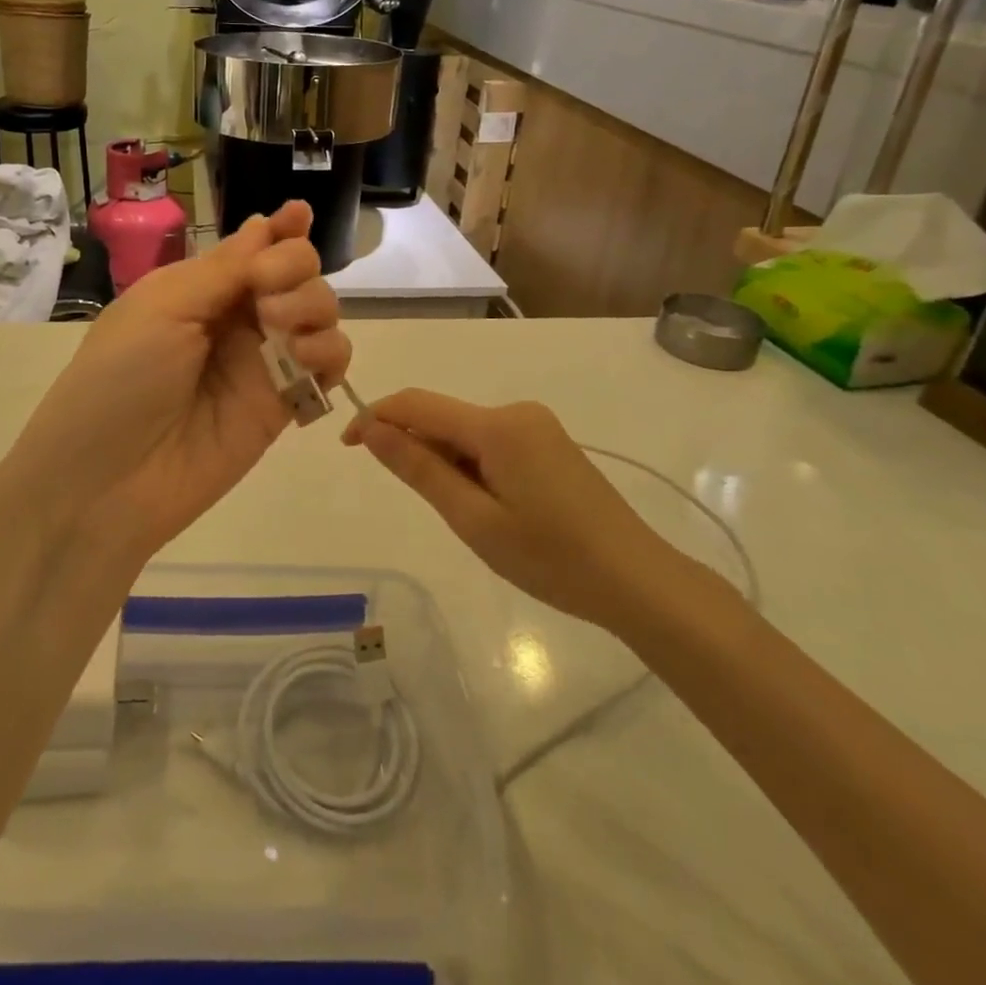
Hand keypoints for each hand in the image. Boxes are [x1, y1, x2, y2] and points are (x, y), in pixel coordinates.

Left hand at [0, 201, 348, 562]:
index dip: (281, 229)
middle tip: (267, 292)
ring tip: (282, 328)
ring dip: (315, 306)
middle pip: (296, 273)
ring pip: (321, 313)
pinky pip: (328, 365)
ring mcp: (263, 362)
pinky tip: (305, 359)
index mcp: (200, 288)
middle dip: (295, 266)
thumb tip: (264, 224)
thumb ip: (224, 269)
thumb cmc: (119, 378)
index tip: (299, 215)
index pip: (254, 248)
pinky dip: (330, 353)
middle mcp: (237, 319)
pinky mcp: (284, 404)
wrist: (107, 481)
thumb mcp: (162, 307)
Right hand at [345, 390, 679, 630]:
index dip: (375, 417)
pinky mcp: (549, 443)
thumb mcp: (474, 519)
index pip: (416, 404)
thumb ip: (419, 468)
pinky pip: (491, 442)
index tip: (347, 447)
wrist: (638, 580)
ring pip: (466, 432)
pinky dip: (472, 466)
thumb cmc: (551, 557)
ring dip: (446, 462)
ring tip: (467, 518)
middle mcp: (516, 411)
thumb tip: (371, 429)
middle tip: (424, 507)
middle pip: (443, 417)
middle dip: (415, 449)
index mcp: (497, 425)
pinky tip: (489, 507)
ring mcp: (537, 425)